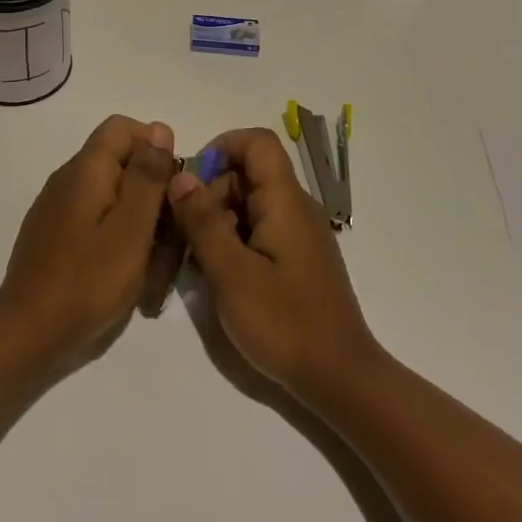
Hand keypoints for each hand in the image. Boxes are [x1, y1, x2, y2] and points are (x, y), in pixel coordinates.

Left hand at [0, 115, 176, 366]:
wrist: (28, 333)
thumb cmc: (88, 281)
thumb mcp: (131, 229)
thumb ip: (147, 177)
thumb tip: (160, 128)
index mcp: (85, 169)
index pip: (123, 127)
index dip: (154, 147)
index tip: (171, 188)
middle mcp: (67, 178)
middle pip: (118, 160)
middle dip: (149, 189)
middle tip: (167, 233)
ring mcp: (56, 207)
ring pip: (109, 192)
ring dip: (136, 217)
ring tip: (150, 259)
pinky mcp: (53, 233)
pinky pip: (93, 217)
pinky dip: (115, 233)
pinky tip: (123, 269)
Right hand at [167, 127, 381, 404]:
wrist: (340, 379)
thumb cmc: (284, 323)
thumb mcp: (232, 273)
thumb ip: (203, 221)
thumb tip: (181, 176)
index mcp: (285, 201)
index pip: (257, 142)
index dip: (221, 148)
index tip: (191, 183)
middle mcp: (295, 208)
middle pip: (248, 173)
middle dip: (210, 191)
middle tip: (184, 232)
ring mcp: (298, 234)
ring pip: (250, 202)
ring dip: (217, 219)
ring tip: (195, 257)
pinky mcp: (297, 258)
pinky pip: (259, 229)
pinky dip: (233, 239)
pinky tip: (216, 273)